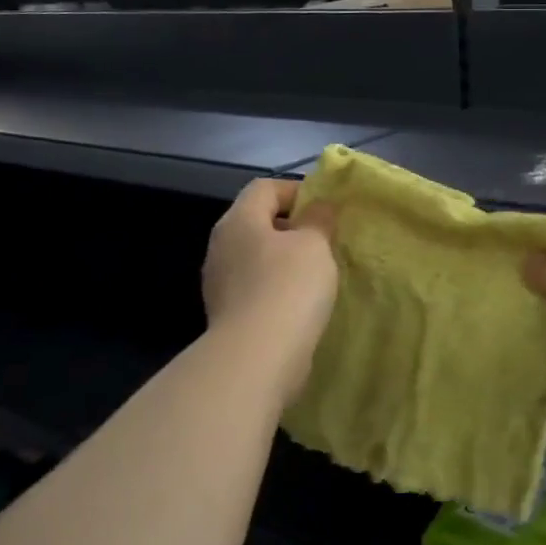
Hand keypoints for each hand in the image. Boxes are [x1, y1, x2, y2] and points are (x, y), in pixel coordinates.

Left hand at [201, 179, 337, 396]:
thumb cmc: (288, 286)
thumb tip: (317, 208)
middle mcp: (221, 246)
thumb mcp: (314, 243)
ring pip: (257, 257)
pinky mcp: (228, 314)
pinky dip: (278, 288)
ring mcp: (220, 283)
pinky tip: (301, 302)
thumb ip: (318, 218)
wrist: (257, 357)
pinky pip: (256, 288)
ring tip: (318, 272)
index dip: (296, 190)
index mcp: (238, 220)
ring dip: (285, 260)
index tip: (325, 208)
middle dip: (292, 226)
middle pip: (258, 222)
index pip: (264, 187)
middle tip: (325, 239)